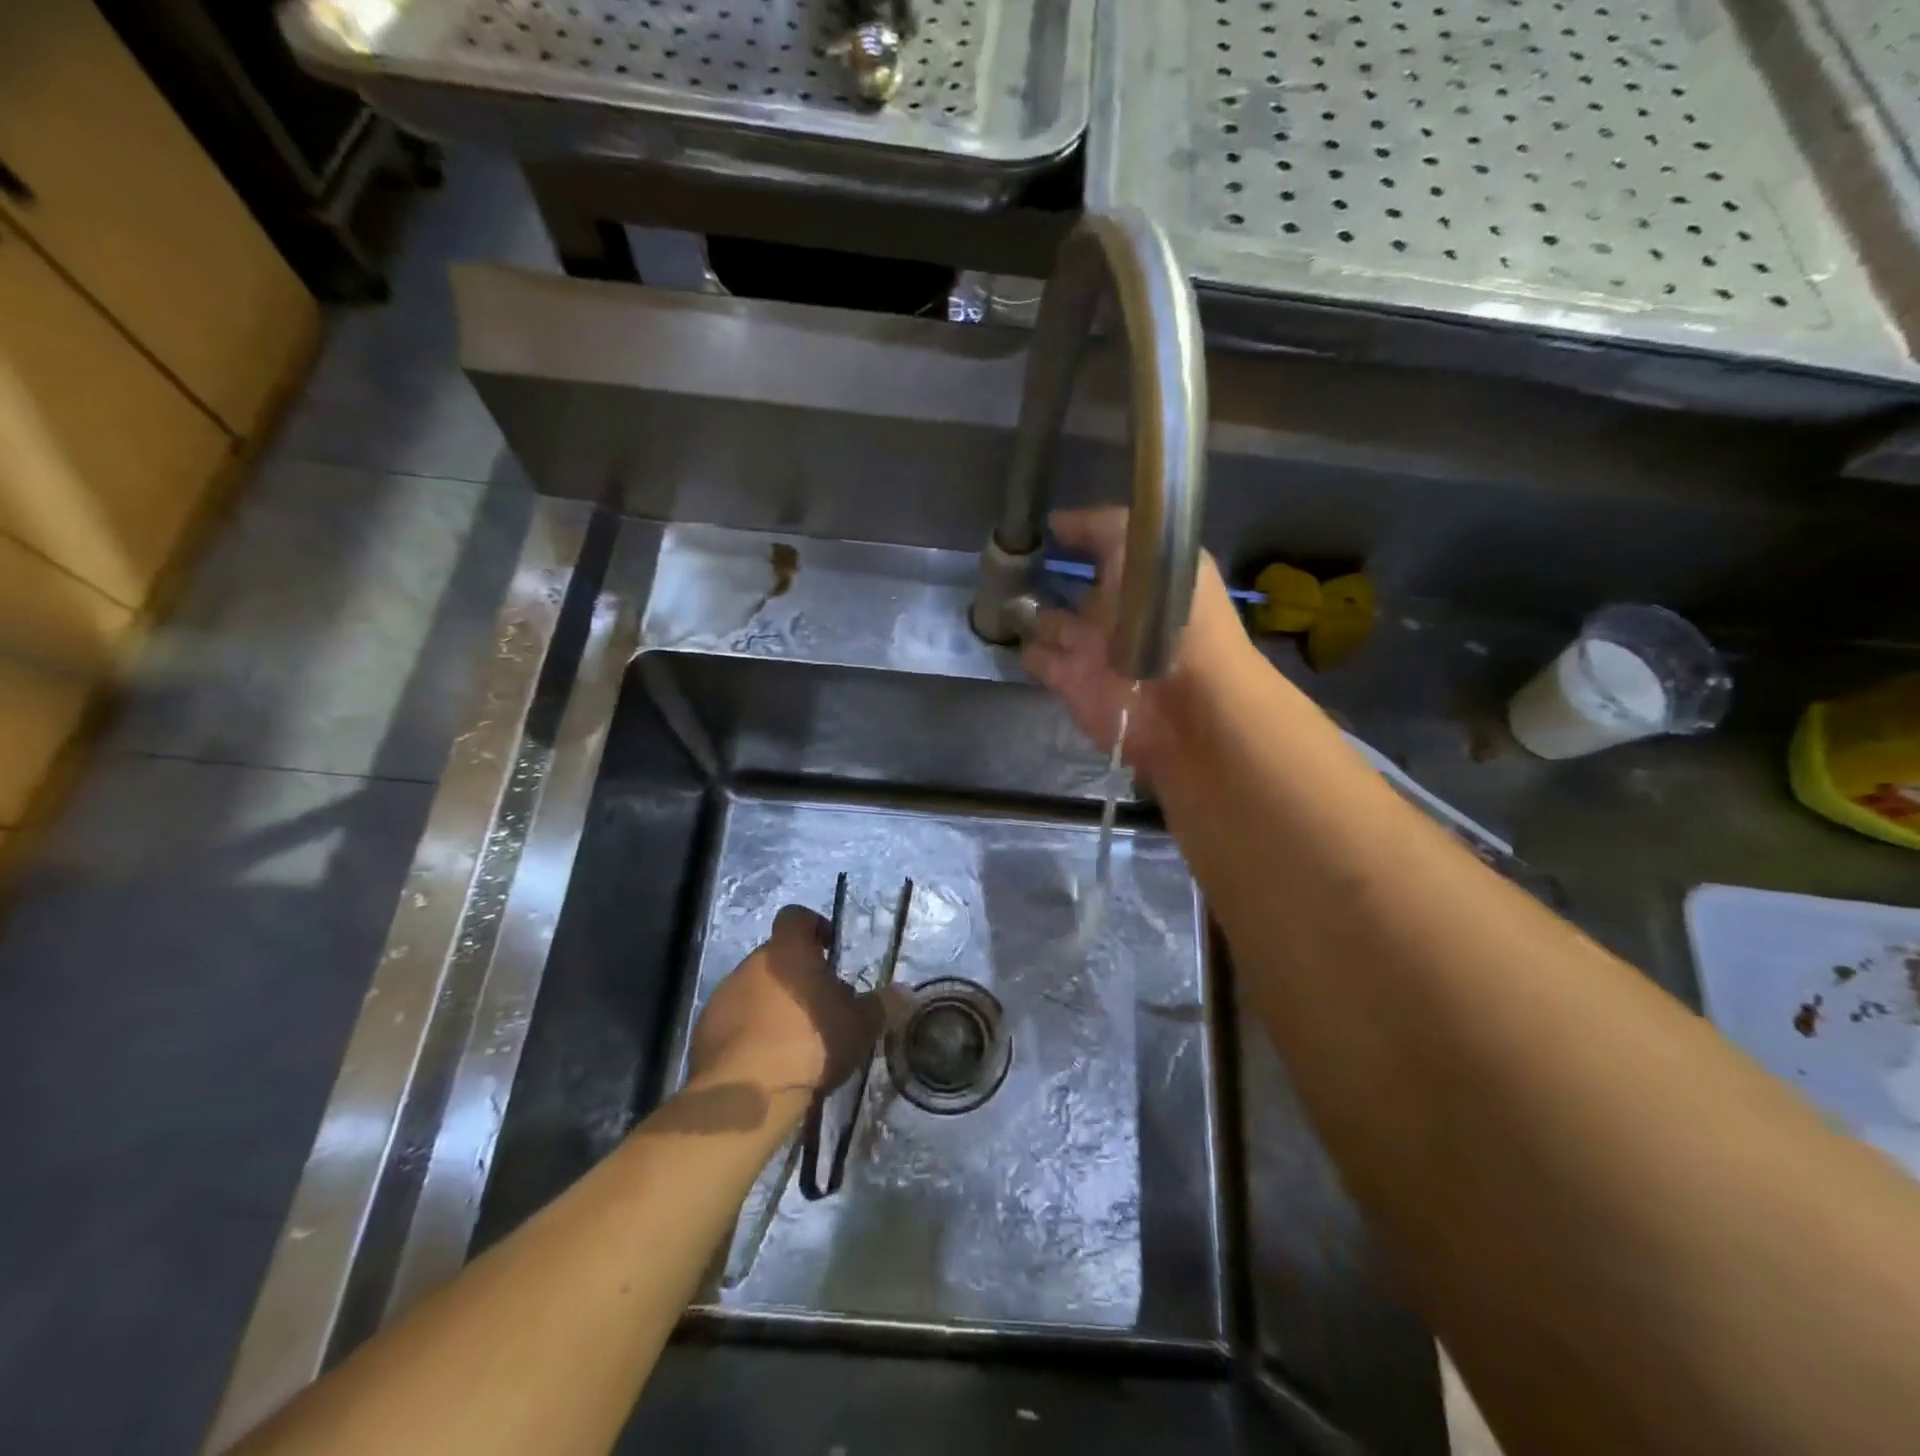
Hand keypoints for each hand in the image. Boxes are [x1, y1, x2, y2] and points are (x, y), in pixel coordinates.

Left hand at [687, 905, 897, 1100]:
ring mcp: (724, 995)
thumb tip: (907, 994)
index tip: (828, 950)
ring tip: (793, 1038)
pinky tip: (766, 1059)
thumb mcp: (860, 1026)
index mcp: (788, 951)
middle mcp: (752, 963)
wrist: (748, 1092)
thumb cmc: (810, 1043)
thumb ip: (883, 1005)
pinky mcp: (705, 1028)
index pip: (795, 917)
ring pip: (754, 988)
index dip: (813, 927)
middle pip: (776, 957)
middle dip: (796, 975)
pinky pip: (734, 1018)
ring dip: (772, 1003)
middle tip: (819, 1006)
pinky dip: (749, 1030)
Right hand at [1021, 507, 1252, 777]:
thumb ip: (1100, 527)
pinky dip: (1025, 648)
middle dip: (1053, 576)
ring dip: (1031, 612)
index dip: (1083, 536)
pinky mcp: (1072, 682)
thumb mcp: (1140, 546)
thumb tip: (1058, 522)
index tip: (1048, 525)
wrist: (1178, 701)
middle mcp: (1121, 610)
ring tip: (997, 593)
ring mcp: (1094, 648)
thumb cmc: (1168, 613)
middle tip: (1011, 561)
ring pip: (1054, 624)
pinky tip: (1002, 630)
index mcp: (1146, 576)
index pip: (1110, 549)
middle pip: (1081, 589)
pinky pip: (1040, 658)